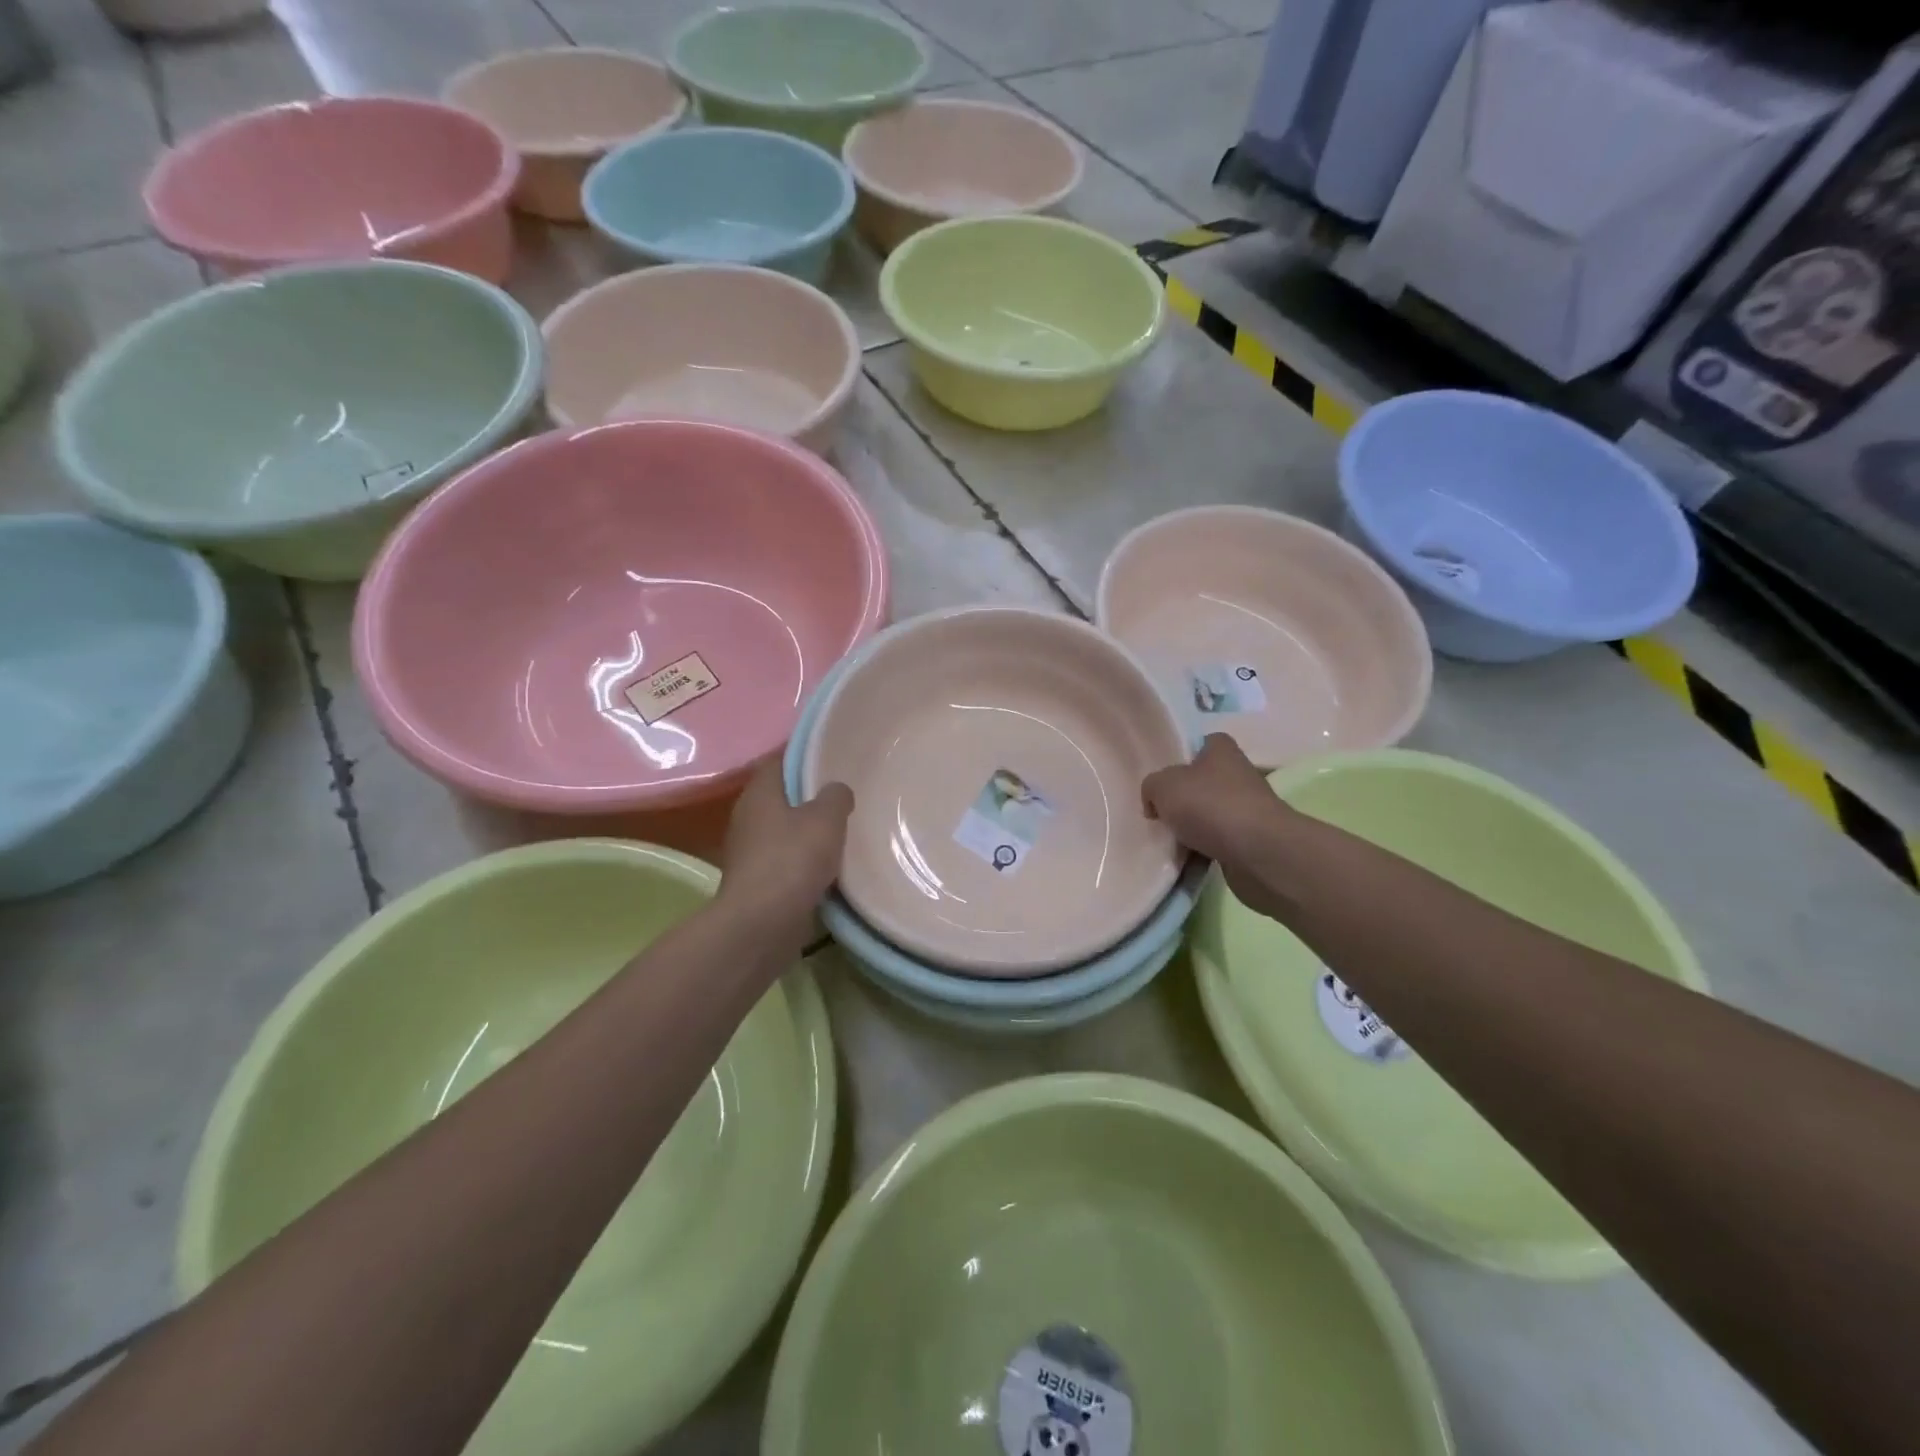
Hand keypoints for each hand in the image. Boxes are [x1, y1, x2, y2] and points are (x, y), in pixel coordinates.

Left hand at [717, 757, 852, 931]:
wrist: (762, 924)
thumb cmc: (793, 860)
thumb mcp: (827, 818)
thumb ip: (836, 796)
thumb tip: (836, 791)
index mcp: (759, 793)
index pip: (780, 761)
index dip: (806, 756)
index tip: (833, 757)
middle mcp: (748, 817)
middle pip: (783, 796)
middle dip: (810, 796)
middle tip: (845, 794)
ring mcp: (749, 852)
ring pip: (785, 831)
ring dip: (808, 832)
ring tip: (843, 830)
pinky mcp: (757, 882)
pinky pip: (786, 861)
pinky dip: (805, 861)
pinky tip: (831, 866)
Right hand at [1142, 734, 1298, 920]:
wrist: (1259, 853)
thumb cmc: (1210, 805)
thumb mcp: (1162, 785)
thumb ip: (1151, 786)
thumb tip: (1156, 803)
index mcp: (1221, 750)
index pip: (1198, 745)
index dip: (1178, 760)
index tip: (1161, 780)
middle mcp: (1238, 774)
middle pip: (1200, 784)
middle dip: (1180, 800)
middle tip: (1158, 814)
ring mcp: (1246, 809)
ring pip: (1207, 816)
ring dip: (1189, 829)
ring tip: (1168, 841)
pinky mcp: (1250, 840)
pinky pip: (1216, 843)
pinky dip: (1201, 852)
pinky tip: (1185, 861)